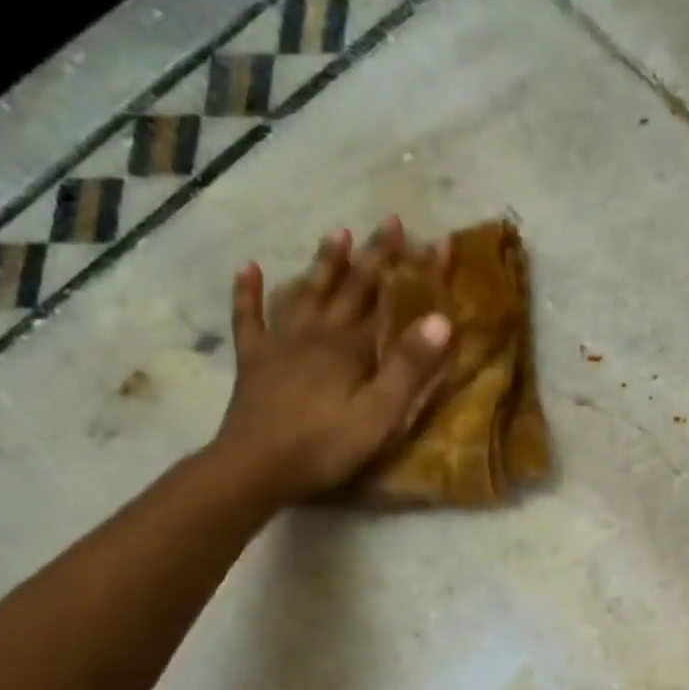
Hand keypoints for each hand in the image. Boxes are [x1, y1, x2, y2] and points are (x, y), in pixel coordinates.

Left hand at [215, 219, 452, 503]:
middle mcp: (317, 333)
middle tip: (391, 222)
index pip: (388, 299)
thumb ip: (408, 368)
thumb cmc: (325, 446)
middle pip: (349, 288)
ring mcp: (280, 344)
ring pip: (305, 293)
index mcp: (350, 347)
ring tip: (337, 233)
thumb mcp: (379, 415)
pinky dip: (248, 292)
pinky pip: (249, 318)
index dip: (412, 270)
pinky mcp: (254, 362)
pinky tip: (248, 267)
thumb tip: (440, 319)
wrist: (255, 468)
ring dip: (323, 264)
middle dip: (373, 255)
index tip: (435, 239)